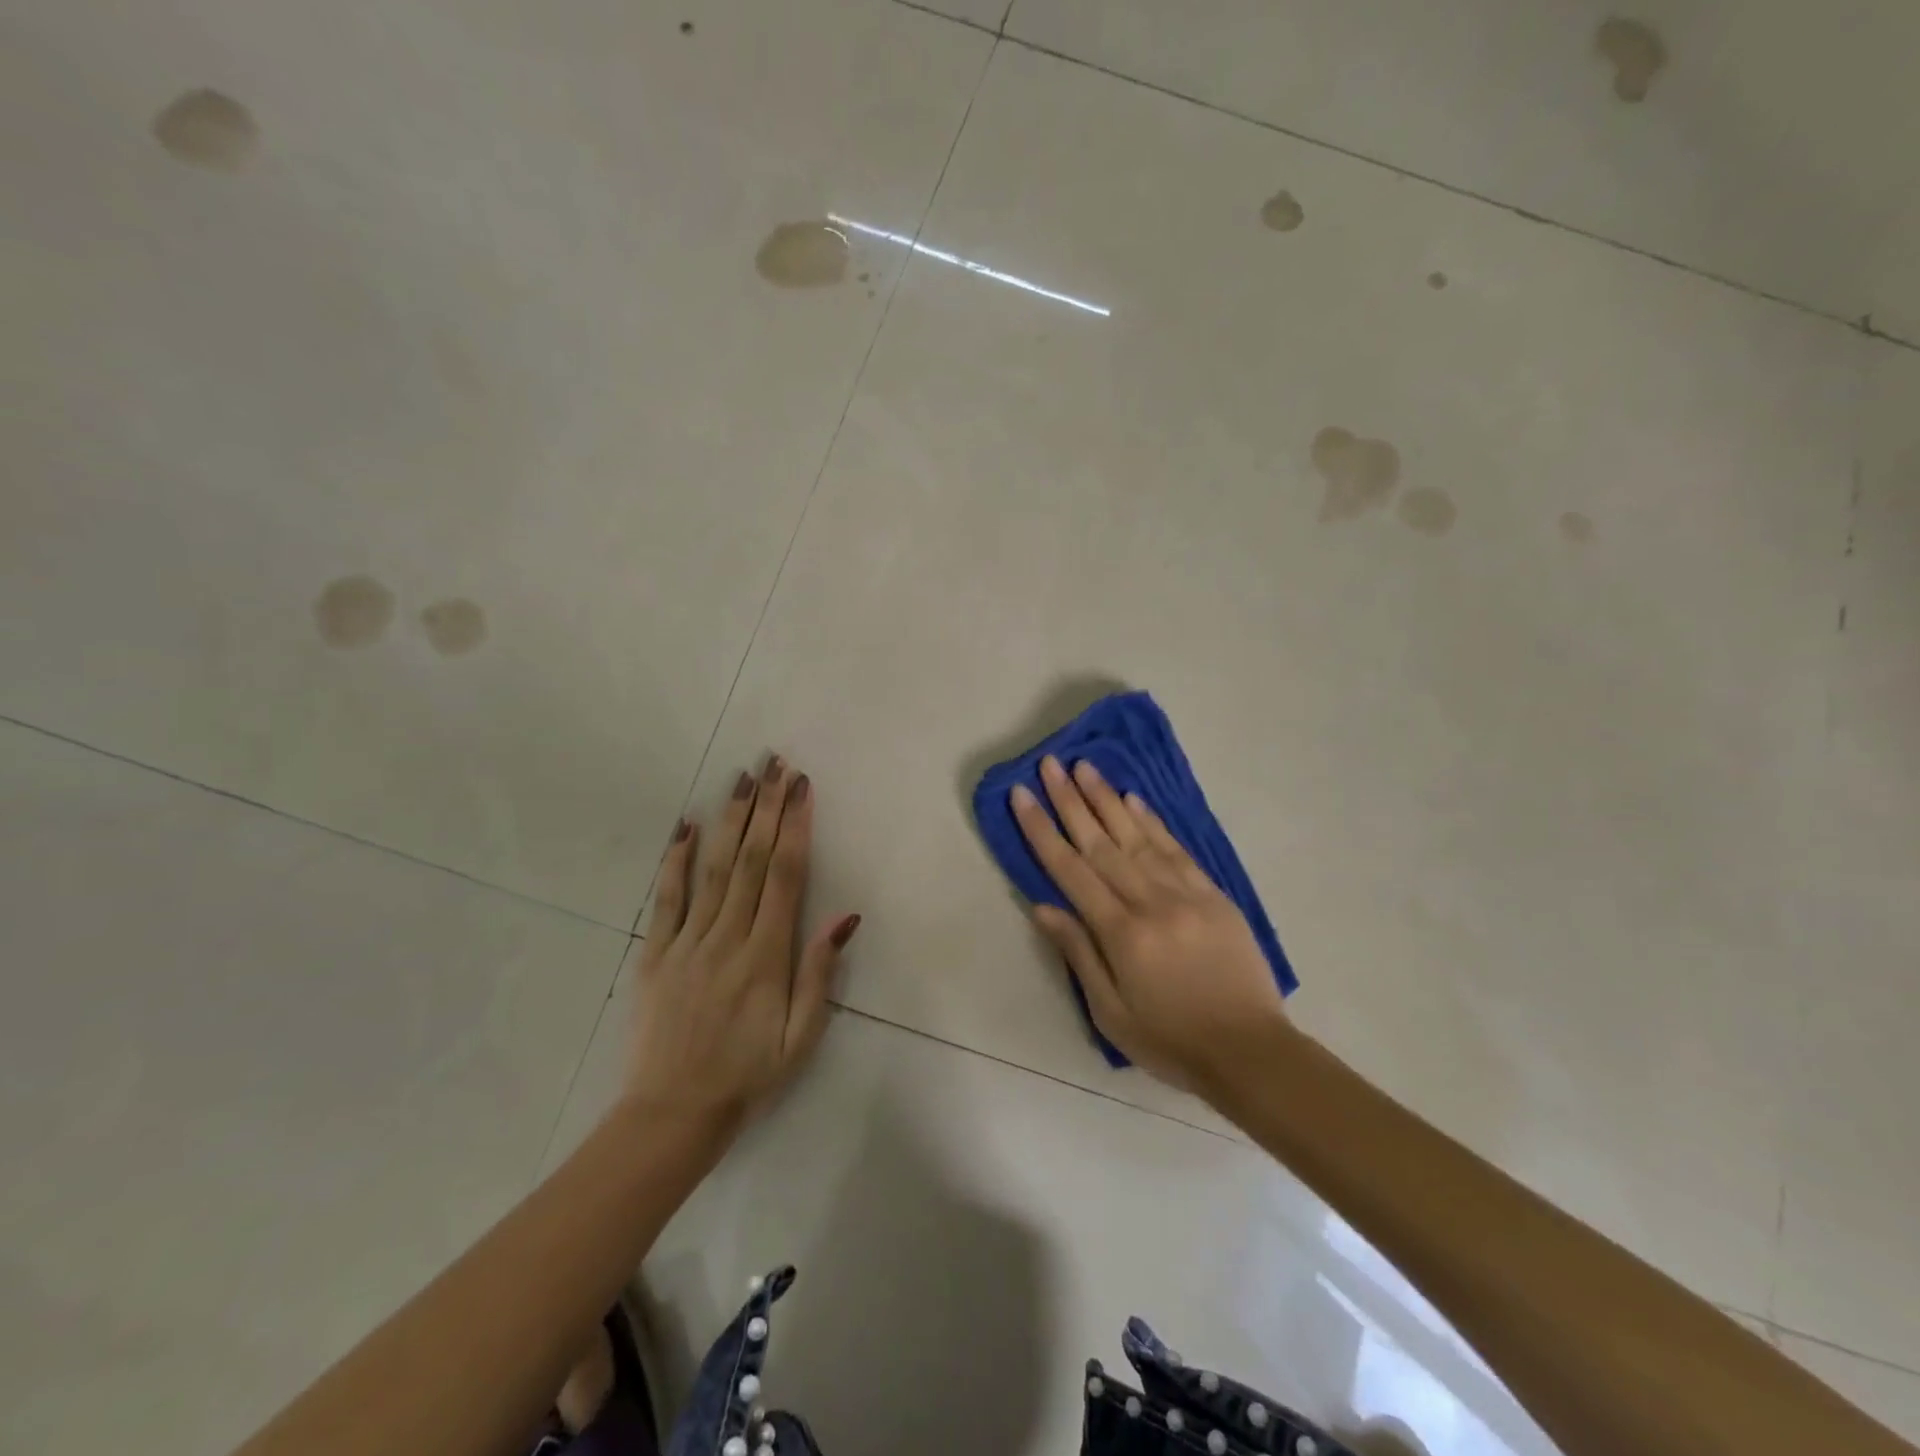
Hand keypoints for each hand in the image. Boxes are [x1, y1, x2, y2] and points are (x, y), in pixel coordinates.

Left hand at [625, 756, 859, 1136]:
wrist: (671, 1115)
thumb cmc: (748, 1076)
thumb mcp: (801, 1037)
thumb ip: (820, 974)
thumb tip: (845, 918)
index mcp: (765, 957)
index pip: (784, 877)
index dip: (795, 828)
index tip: (802, 789)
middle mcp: (726, 938)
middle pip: (750, 860)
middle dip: (767, 808)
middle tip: (776, 765)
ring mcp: (686, 943)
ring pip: (712, 868)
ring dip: (730, 819)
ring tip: (742, 779)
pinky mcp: (654, 954)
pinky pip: (666, 898)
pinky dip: (675, 859)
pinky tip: (686, 825)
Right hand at [1011, 754, 1291, 1094]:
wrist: (1250, 1051)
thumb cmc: (1170, 1040)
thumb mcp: (1110, 1012)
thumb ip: (1077, 953)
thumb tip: (1042, 906)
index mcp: (1121, 934)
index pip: (1070, 870)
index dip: (1042, 829)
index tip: (1021, 795)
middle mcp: (1151, 903)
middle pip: (1101, 843)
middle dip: (1070, 800)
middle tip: (1050, 764)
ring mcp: (1186, 894)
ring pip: (1138, 837)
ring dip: (1108, 799)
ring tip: (1085, 766)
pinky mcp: (1213, 895)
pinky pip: (1177, 850)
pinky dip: (1153, 822)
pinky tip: (1135, 798)